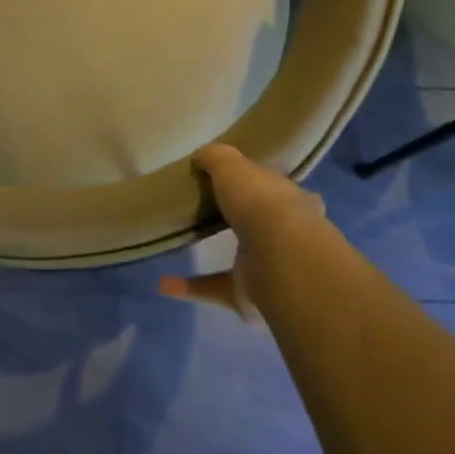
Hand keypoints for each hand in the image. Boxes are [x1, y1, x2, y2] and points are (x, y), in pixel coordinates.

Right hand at [160, 144, 327, 317]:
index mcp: (291, 199)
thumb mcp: (231, 164)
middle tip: (214, 211)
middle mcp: (286, 234)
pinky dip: (189, 287)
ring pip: (240, 259)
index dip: (262, 184)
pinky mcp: (247, 295)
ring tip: (186, 243)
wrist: (279, 257)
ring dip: (215, 254)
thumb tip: (200, 158)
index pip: (278, 189)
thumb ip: (215, 158)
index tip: (241, 182)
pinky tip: (163, 283)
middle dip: (244, 220)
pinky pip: (213, 288)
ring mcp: (269, 268)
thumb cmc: (260, 202)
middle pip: (262, 224)